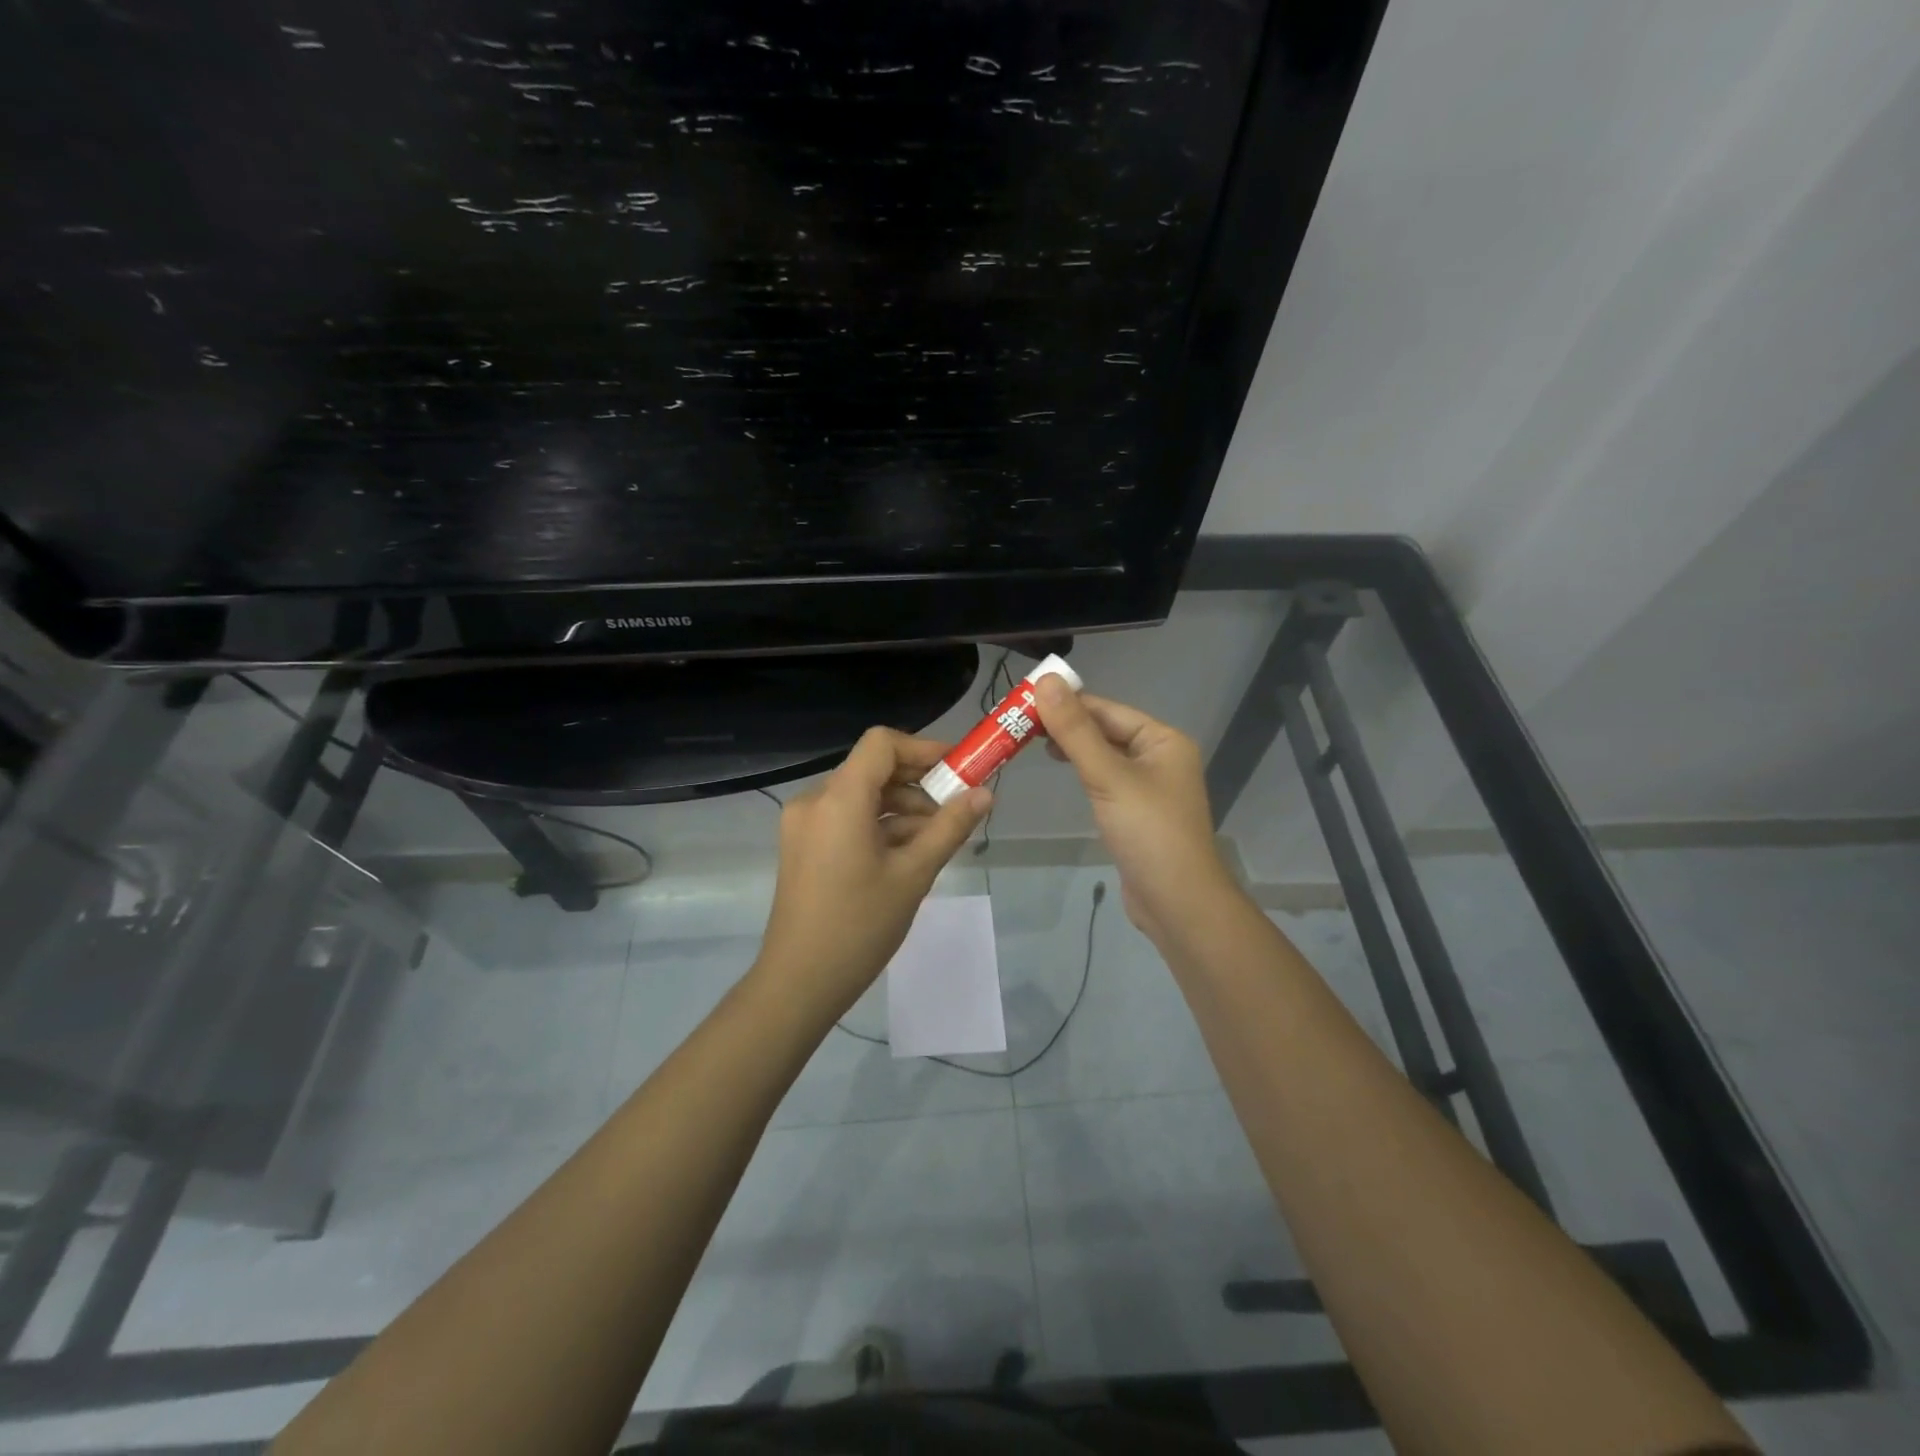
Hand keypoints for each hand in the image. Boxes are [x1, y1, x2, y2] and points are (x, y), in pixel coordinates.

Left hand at [756, 728, 991, 1018]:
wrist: (799, 982)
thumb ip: (950, 827)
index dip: (923, 748)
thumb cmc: (860, 925)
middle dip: (918, 783)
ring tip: (938, 838)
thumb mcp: (913, 874)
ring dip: (901, 808)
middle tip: (957, 808)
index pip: (882, 744)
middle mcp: (815, 801)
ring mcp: (804, 824)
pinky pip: (847, 819)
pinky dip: (879, 826)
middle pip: (872, 769)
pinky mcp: (803, 846)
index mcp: (839, 799)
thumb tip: (985, 794)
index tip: (958, 769)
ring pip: (861, 796)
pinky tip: (908, 853)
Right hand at [1034, 679, 1237, 944]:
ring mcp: (1149, 786)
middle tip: (1018, 724)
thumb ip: (1075, 730)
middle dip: (1066, 725)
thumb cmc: (1148, 832)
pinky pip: (1106, 779)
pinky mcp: (1137, 812)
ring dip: (1072, 747)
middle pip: (1106, 730)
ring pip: (1104, 755)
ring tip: (1031, 743)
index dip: (1066, 702)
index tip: (1023, 700)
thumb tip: (1046, 682)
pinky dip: (1083, 771)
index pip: (1107, 710)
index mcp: (1163, 740)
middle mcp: (1160, 757)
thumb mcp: (1108, 776)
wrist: (1177, 902)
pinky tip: (1062, 771)